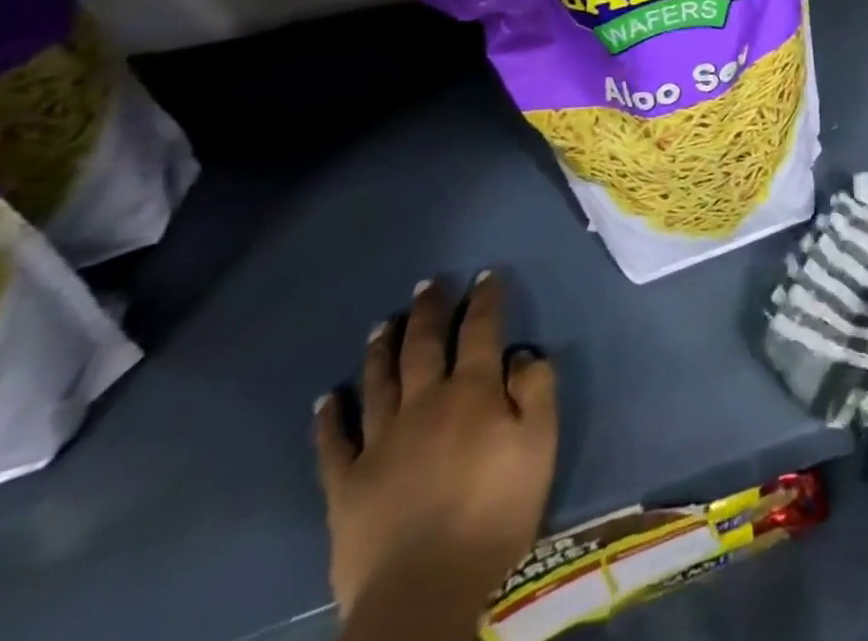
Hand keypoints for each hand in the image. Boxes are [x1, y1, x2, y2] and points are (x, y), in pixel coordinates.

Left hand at [314, 272, 558, 627]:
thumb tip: (522, 354)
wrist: (425, 591)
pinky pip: (333, 443)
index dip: (485, 300)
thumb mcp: (540, 443)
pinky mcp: (345, 485)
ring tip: (382, 324)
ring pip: (379, 382)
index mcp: (473, 392)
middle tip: (428, 285)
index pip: (480, 331)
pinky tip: (327, 399)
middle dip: (428, 311)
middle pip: (423, 346)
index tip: (486, 275)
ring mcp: (379, 443)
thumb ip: (536, 390)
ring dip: (381, 349)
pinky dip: (330, 418)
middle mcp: (424, 404)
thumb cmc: (497, 510)